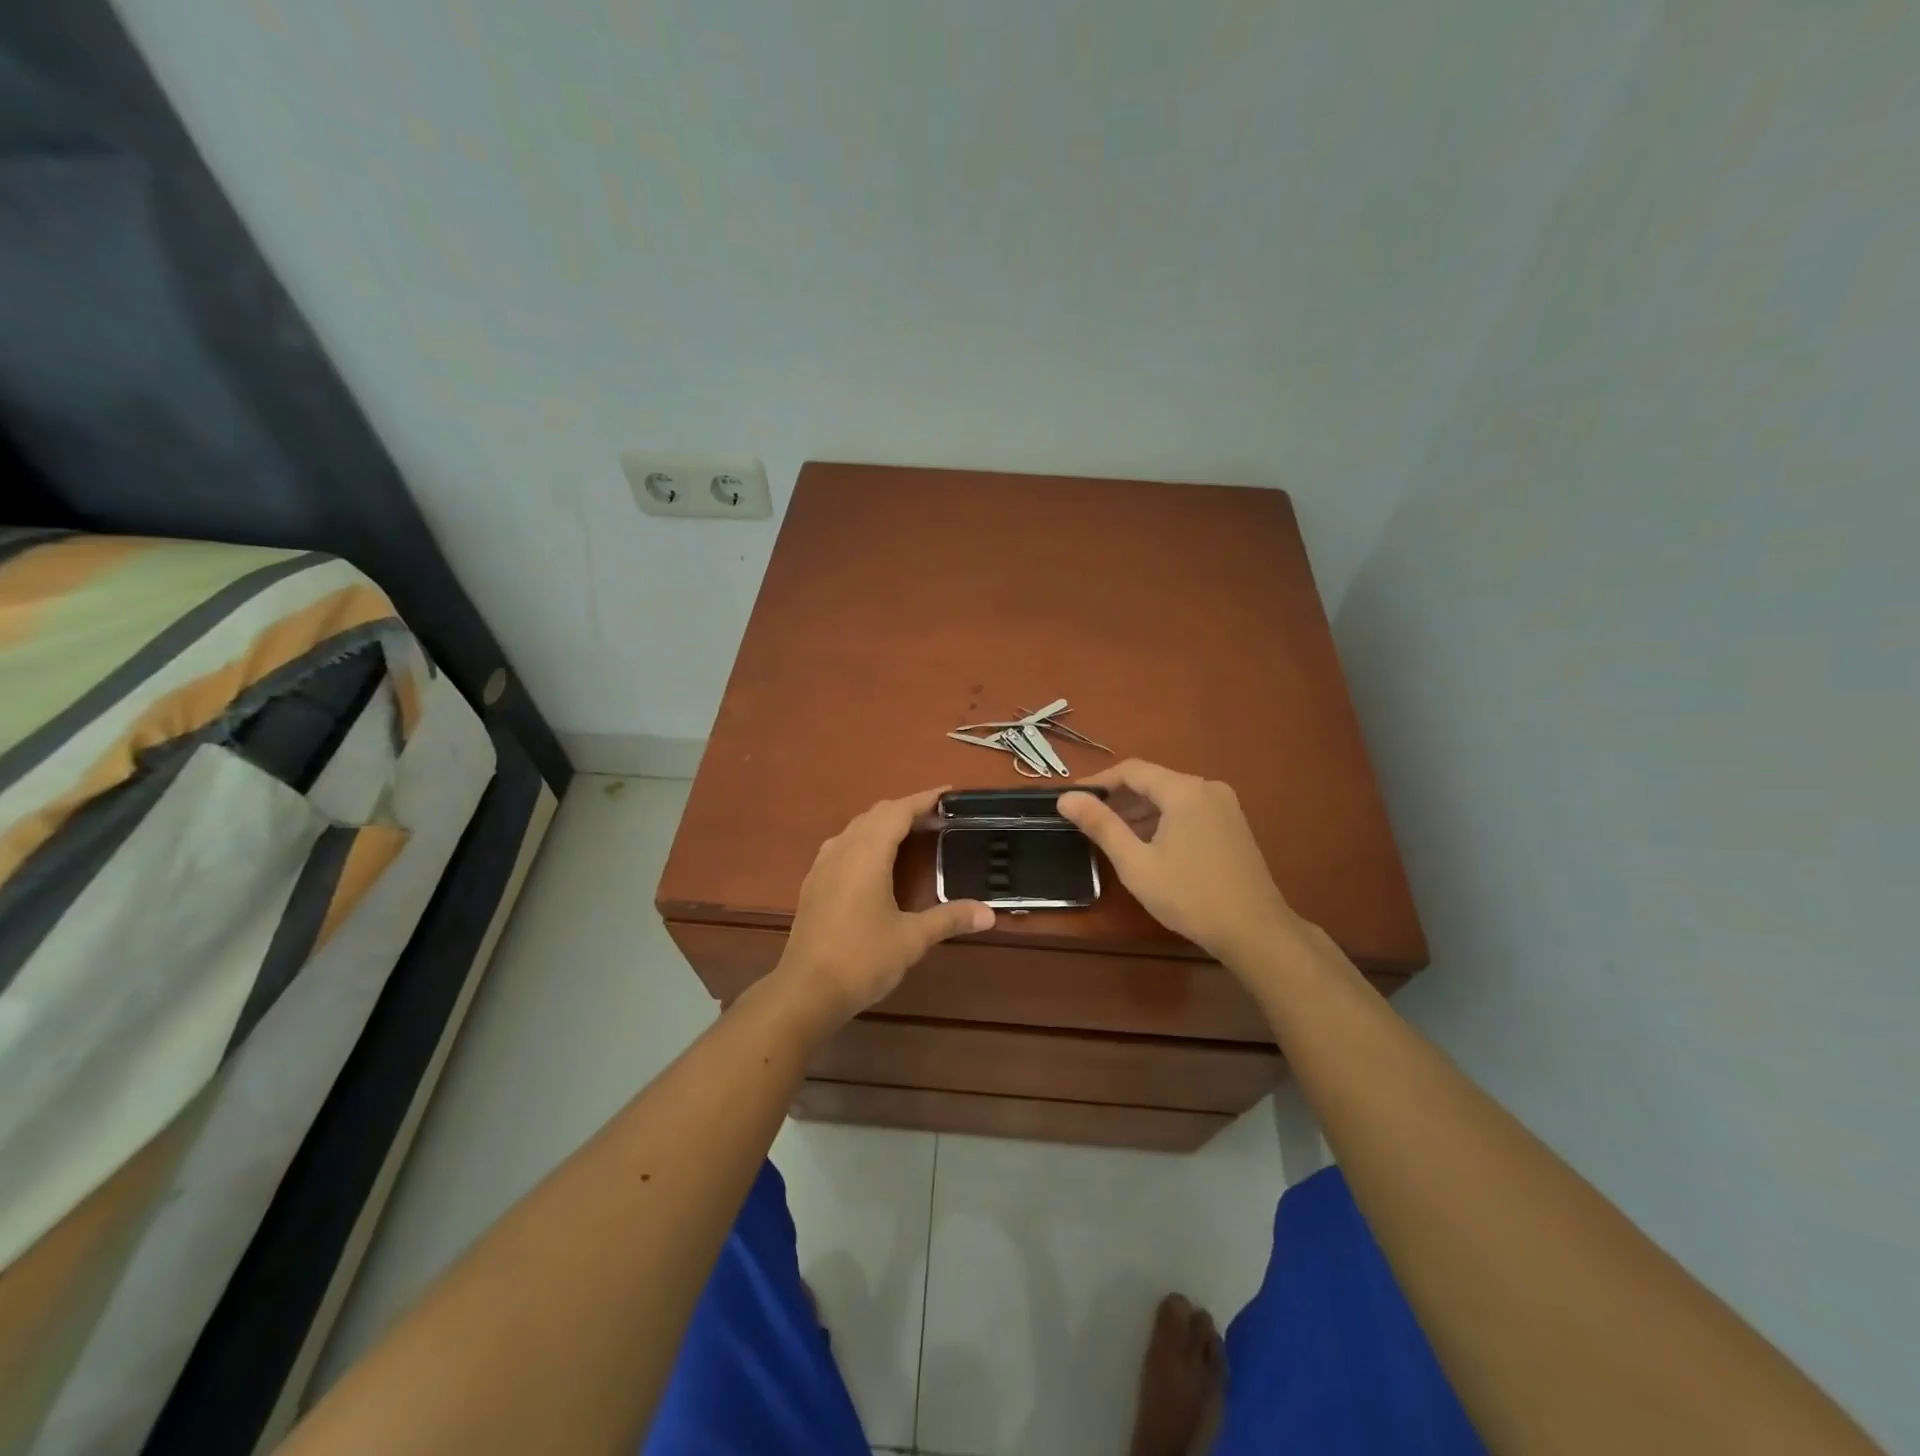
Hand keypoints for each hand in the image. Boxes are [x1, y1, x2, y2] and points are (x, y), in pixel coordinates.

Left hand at [775, 788, 994, 1028]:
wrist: (806, 991)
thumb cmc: (862, 959)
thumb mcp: (911, 939)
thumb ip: (949, 919)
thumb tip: (989, 913)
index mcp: (867, 854)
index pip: (898, 812)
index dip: (924, 799)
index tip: (948, 793)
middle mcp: (842, 849)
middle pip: (876, 814)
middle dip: (906, 809)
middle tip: (937, 818)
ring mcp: (823, 865)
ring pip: (856, 827)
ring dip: (884, 823)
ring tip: (911, 834)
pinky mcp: (814, 883)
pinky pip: (842, 844)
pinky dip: (865, 839)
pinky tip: (875, 861)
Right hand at [1057, 760, 1300, 963]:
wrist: (1255, 931)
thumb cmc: (1190, 896)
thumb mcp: (1136, 864)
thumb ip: (1101, 825)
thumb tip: (1066, 798)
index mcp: (1185, 790)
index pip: (1131, 770)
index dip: (1098, 781)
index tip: (1072, 799)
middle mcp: (1207, 788)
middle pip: (1153, 781)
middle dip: (1118, 798)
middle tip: (1087, 820)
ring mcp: (1225, 805)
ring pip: (1171, 797)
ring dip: (1140, 811)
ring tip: (1112, 835)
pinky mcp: (1233, 824)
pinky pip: (1189, 810)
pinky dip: (1163, 820)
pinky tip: (1148, 845)